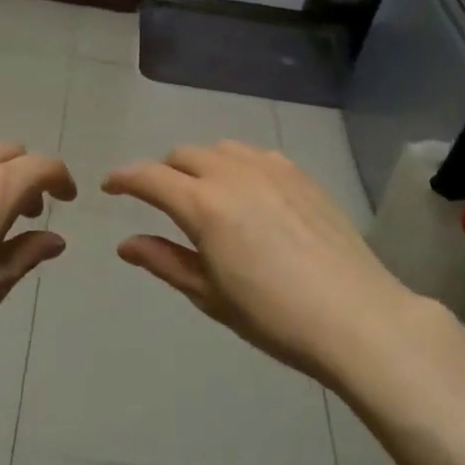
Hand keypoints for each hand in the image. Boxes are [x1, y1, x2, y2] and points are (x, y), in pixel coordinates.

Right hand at [104, 141, 427, 387]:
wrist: (355, 316)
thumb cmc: (272, 316)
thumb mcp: (209, 294)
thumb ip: (164, 261)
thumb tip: (125, 243)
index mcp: (203, 204)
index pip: (150, 177)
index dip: (124, 179)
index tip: (110, 187)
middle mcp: (233, 174)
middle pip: (184, 155)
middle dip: (163, 172)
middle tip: (161, 201)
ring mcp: (272, 169)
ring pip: (221, 148)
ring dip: (201, 164)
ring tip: (205, 194)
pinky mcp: (301, 175)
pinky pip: (257, 155)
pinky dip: (238, 165)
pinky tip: (249, 194)